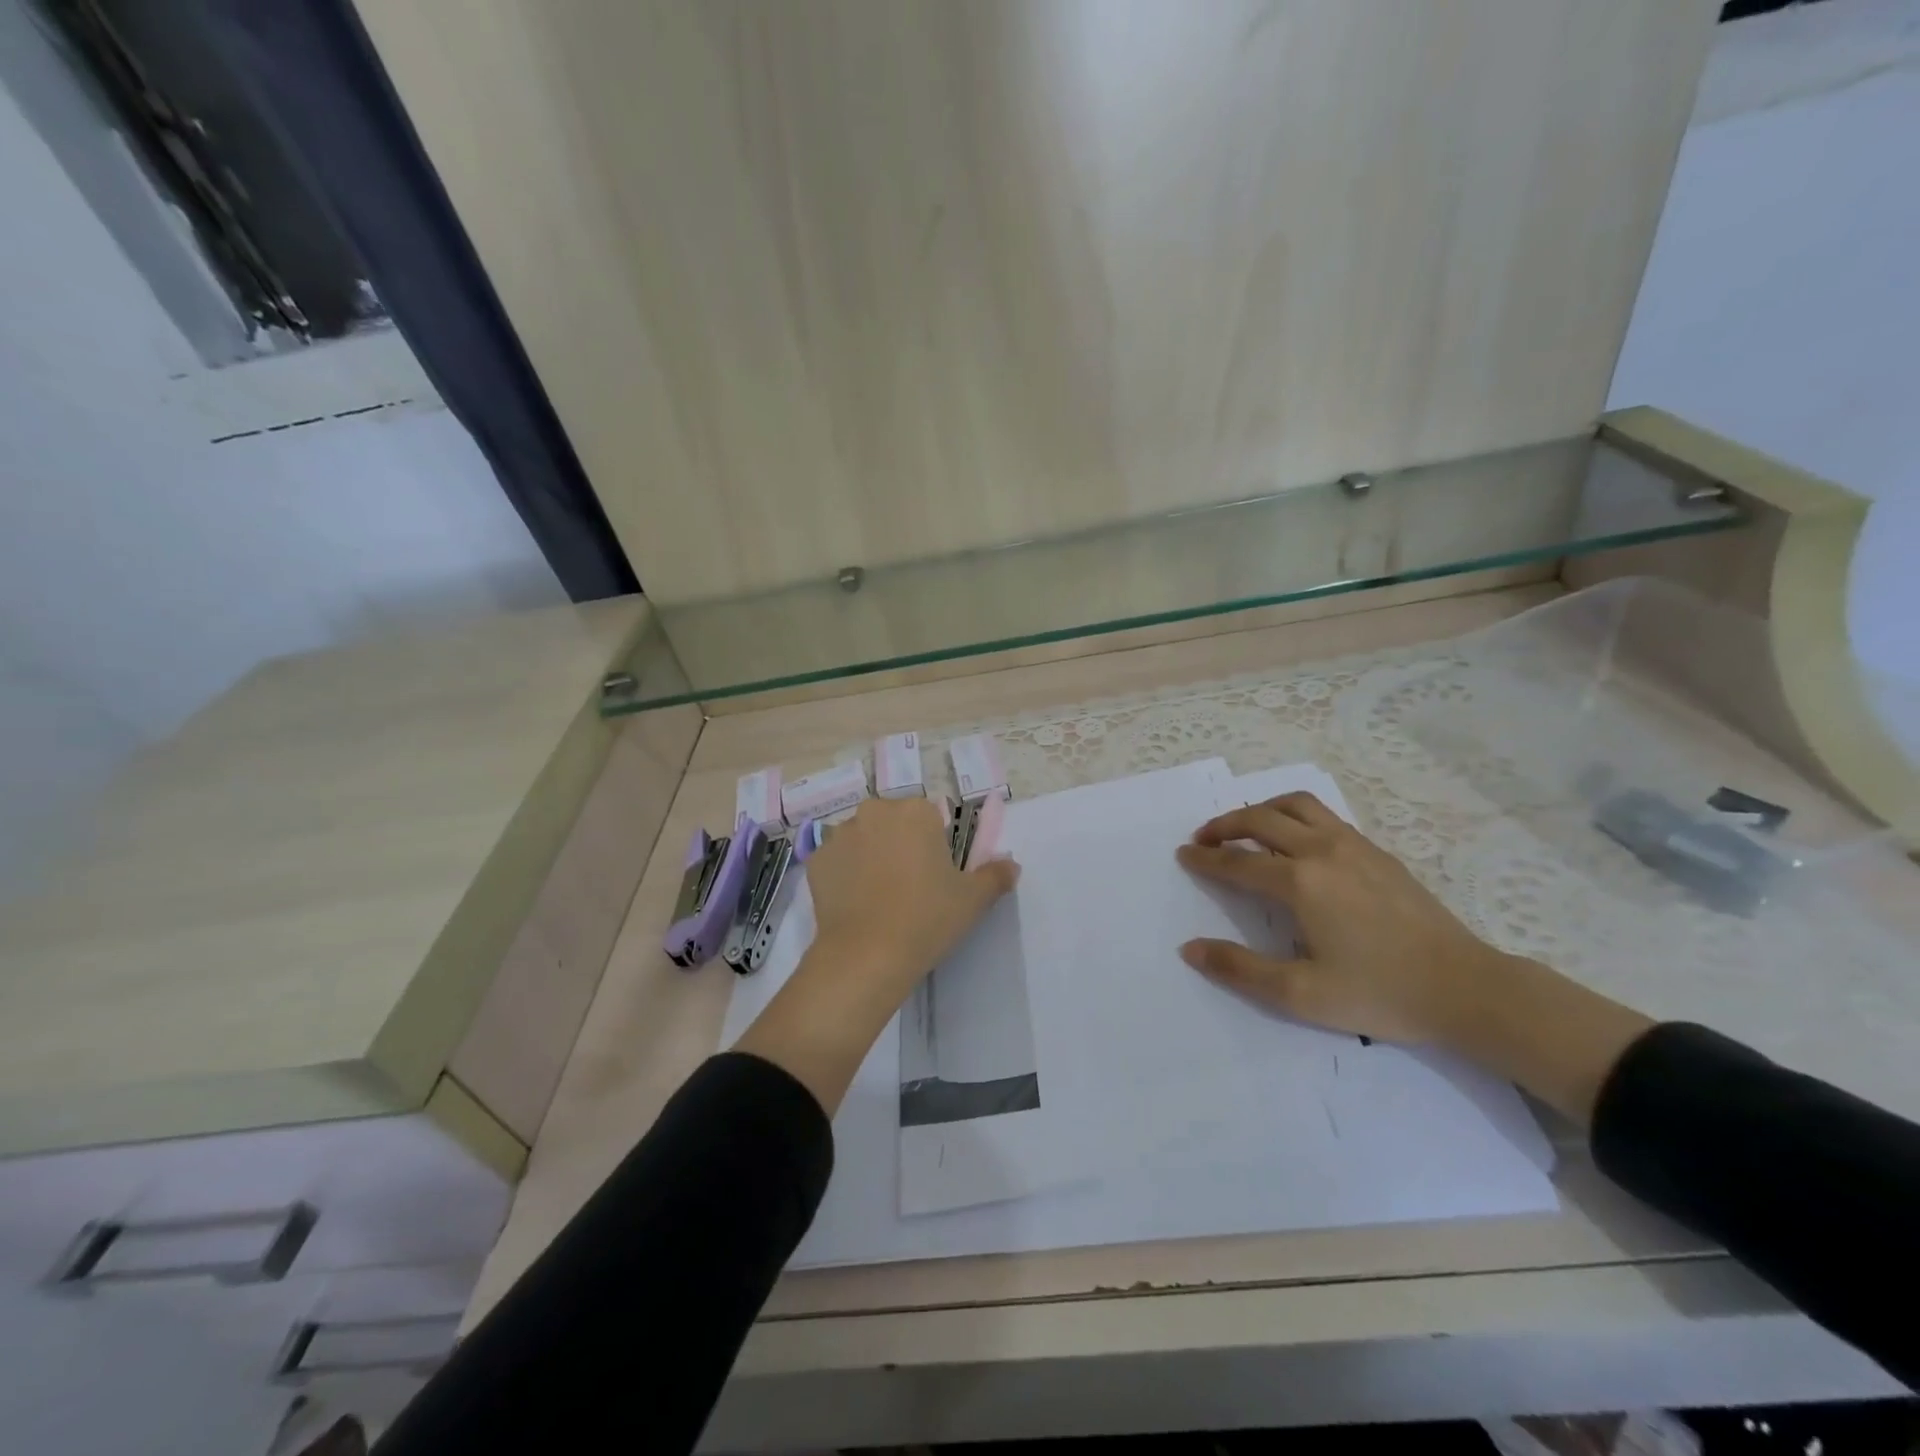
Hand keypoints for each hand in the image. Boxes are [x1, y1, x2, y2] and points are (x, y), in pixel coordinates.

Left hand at [736, 796, 1019, 1114]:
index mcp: (915, 811)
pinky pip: (837, 860)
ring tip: (878, 898)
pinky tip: (854, 904)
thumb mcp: (973, 900)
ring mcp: (840, 834)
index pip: (929, 817)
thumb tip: (1012, 865)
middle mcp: (875, 811)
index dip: (933, 845)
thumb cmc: (927, 918)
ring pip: (863, 839)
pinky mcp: (815, 859)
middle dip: (900, 844)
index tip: (934, 875)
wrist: (866, 955)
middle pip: (893, 822)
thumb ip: (995, 875)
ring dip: (870, 856)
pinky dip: (845, 874)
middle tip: (909, 887)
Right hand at [1176, 791, 1500, 1045]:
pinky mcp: (1378, 852)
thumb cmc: (1380, 993)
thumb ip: (1240, 969)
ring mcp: (1354, 845)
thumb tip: (1189, 949)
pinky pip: (1324, 816)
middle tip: (1203, 838)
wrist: (1467, 988)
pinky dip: (1294, 815)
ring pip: (1296, 805)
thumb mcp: (1301, 994)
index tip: (1182, 855)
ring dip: (1261, 810)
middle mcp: (1322, 851)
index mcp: (1300, 882)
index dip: (1205, 859)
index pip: (1237, 862)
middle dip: (1224, 825)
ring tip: (1244, 827)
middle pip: (1261, 820)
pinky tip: (1295, 839)